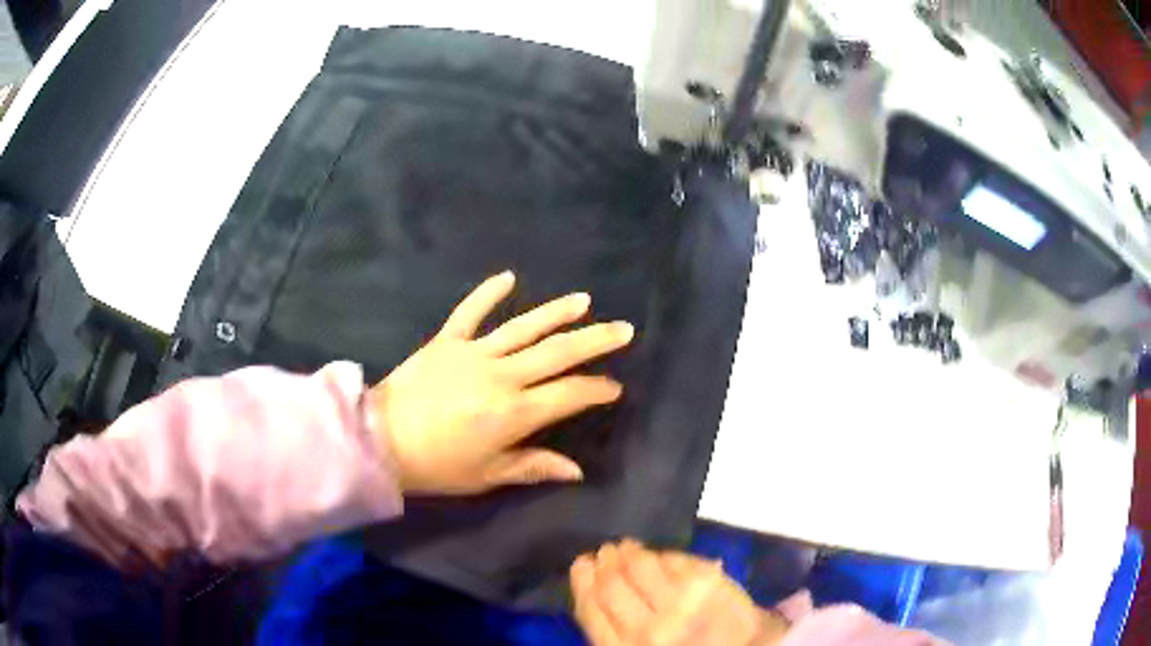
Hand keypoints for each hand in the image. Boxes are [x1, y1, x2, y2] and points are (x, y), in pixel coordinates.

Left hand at [369, 271, 632, 494]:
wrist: (380, 440)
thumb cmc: (437, 465)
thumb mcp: (488, 475)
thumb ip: (534, 467)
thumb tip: (576, 471)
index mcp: (515, 413)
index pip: (569, 395)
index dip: (596, 390)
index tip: (614, 387)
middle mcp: (502, 376)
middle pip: (558, 353)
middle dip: (595, 341)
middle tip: (624, 330)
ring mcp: (474, 353)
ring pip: (524, 327)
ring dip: (556, 312)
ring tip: (585, 300)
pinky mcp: (447, 341)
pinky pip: (470, 312)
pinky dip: (487, 293)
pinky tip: (508, 276)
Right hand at [571, 541, 788, 645]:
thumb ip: (612, 629)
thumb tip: (593, 588)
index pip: (592, 610)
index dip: (583, 582)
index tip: (581, 564)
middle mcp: (651, 629)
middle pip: (613, 585)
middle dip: (604, 563)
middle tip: (603, 551)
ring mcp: (682, 603)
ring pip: (641, 565)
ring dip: (629, 552)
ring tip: (626, 547)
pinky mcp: (709, 582)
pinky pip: (675, 559)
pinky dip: (663, 555)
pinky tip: (659, 556)